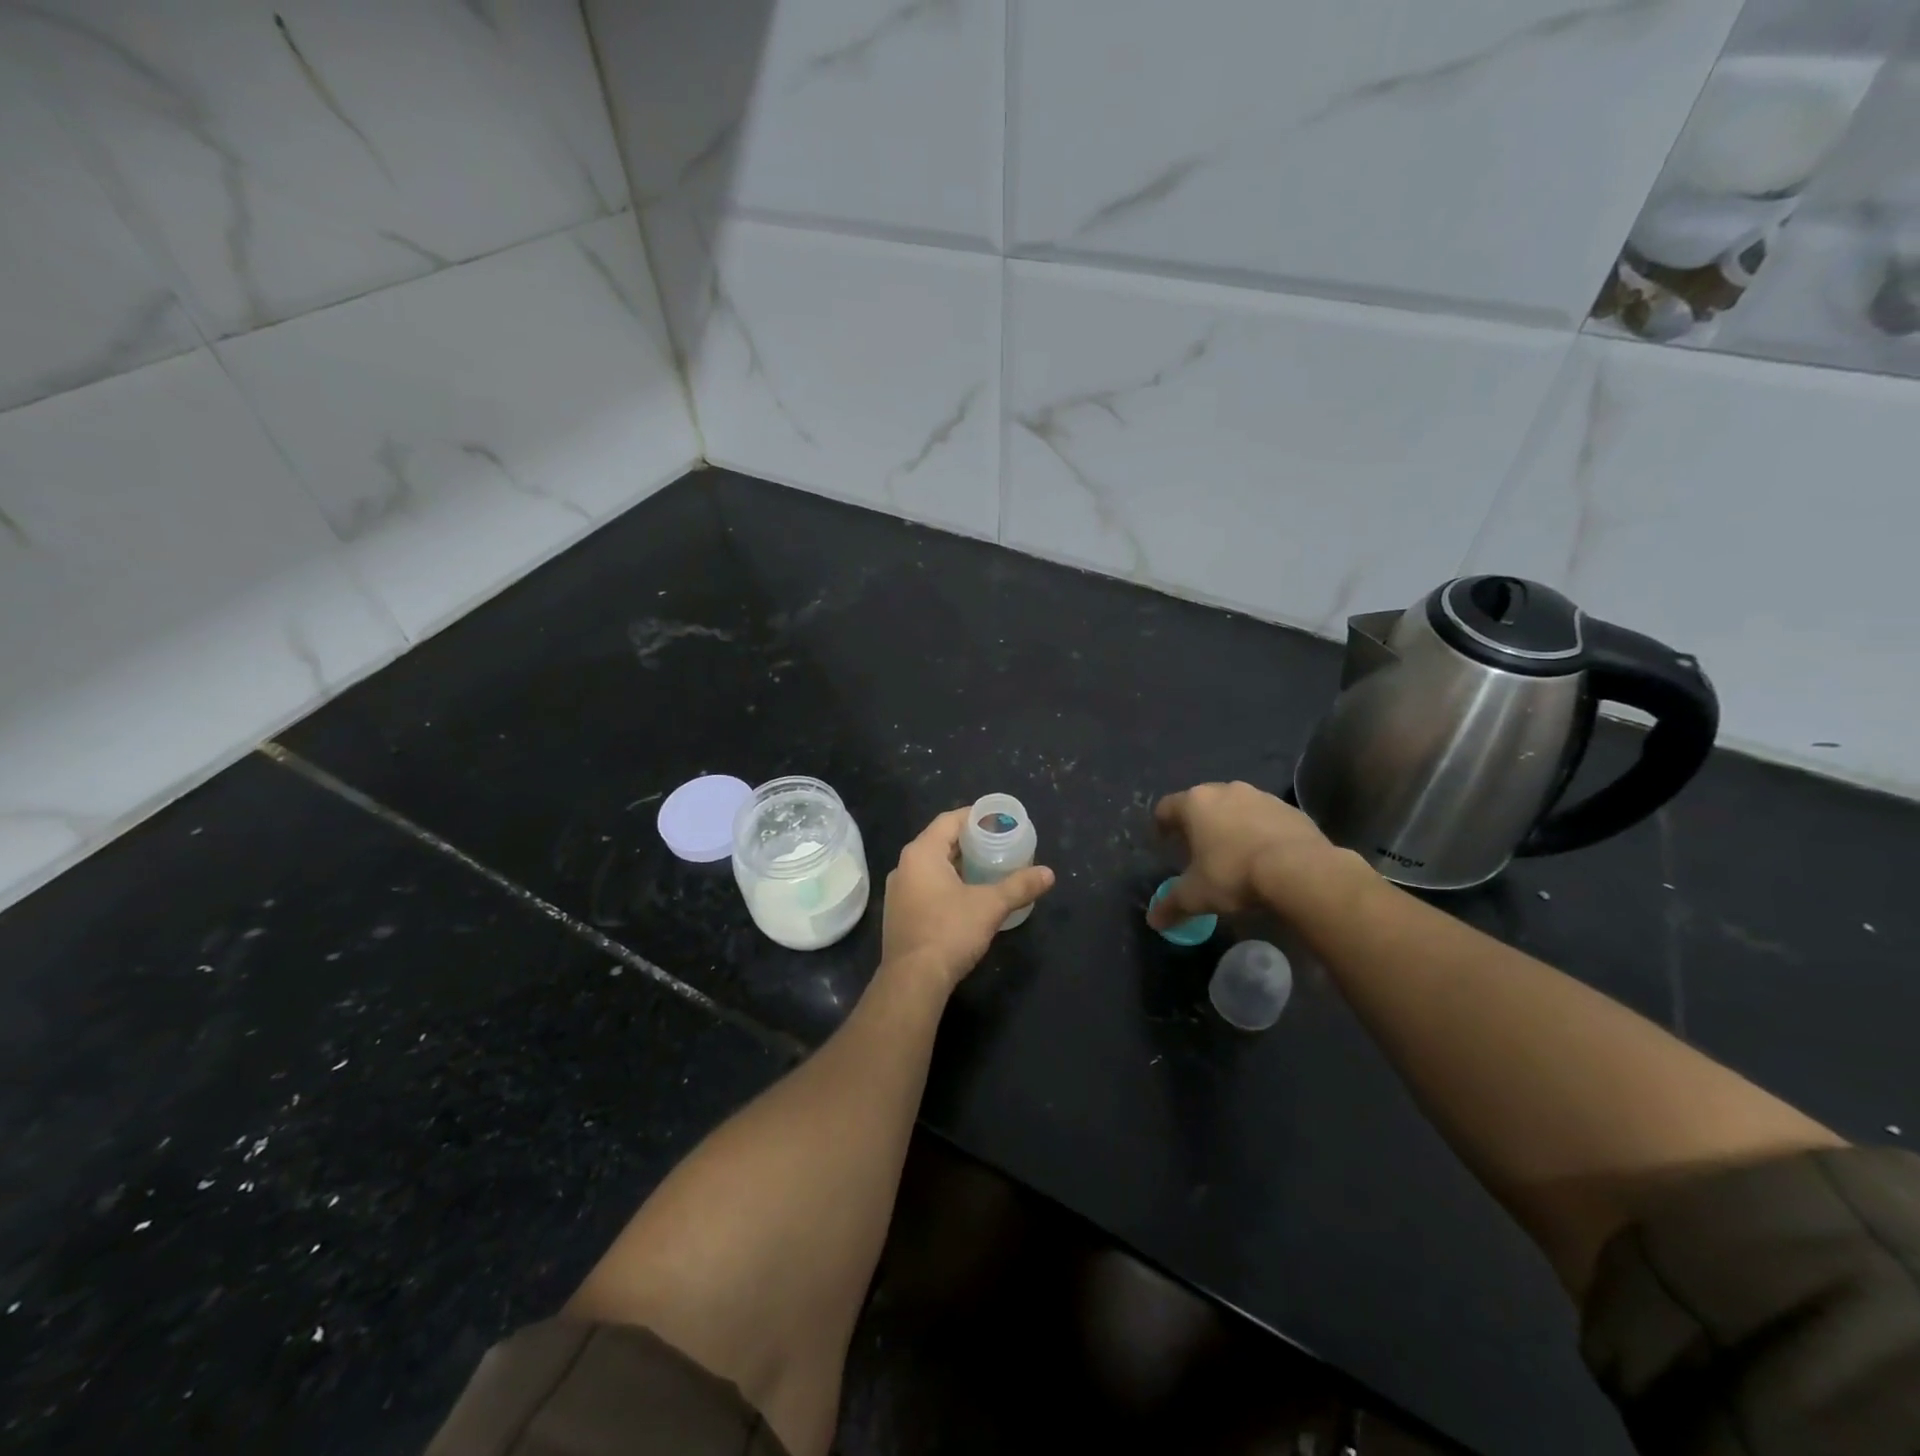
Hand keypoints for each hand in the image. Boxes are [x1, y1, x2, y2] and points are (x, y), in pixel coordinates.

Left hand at [881, 809, 1055, 991]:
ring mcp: (898, 892)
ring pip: (931, 866)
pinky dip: (946, 884)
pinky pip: (925, 886)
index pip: (949, 821)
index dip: (975, 817)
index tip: (998, 822)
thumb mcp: (990, 906)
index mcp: (921, 853)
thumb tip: (1049, 874)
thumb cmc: (949, 932)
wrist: (913, 980)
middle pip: (939, 842)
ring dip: (958, 865)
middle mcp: (904, 866)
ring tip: (987, 869)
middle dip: (969, 842)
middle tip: (998, 845)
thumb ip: (1019, 886)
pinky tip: (967, 897)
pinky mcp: (899, 914)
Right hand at [1148, 781, 1346, 928]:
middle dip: (1198, 824)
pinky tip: (1264, 856)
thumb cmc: (1234, 874)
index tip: (1164, 841)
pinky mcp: (1291, 809)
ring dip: (1231, 825)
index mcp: (1196, 803)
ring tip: (1233, 853)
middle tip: (1197, 849)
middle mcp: (1226, 790)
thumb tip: (1154, 921)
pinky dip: (1260, 832)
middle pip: (1203, 803)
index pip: (1166, 807)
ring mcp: (1261, 797)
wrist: (1301, 870)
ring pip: (1236, 807)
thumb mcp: (1196, 895)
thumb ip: (1172, 905)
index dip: (1161, 824)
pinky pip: (1266, 818)